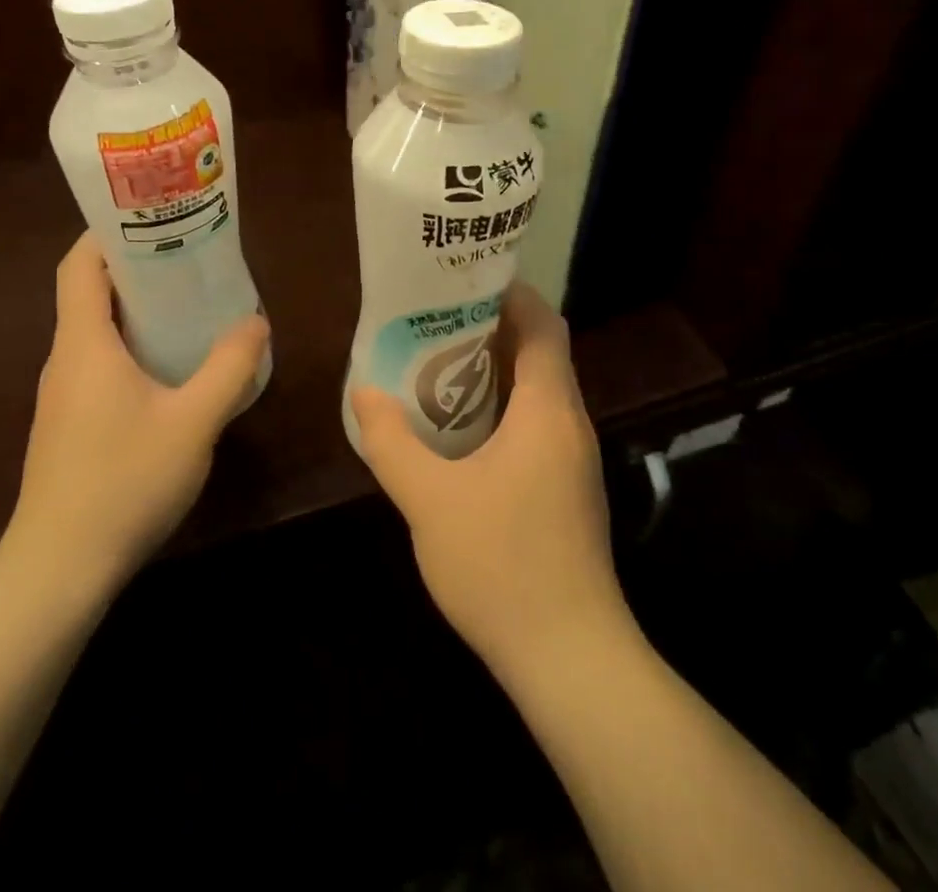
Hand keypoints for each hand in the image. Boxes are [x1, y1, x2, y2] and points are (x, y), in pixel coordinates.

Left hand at [0, 234, 269, 596]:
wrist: (58, 571)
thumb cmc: (123, 483)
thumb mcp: (193, 422)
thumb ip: (229, 368)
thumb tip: (256, 321)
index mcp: (84, 344)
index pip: (79, 265)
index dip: (107, 232)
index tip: (152, 217)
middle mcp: (66, 360)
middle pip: (90, 292)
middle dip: (136, 267)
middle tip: (190, 256)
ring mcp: (63, 395)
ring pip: (96, 331)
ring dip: (137, 310)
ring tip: (190, 304)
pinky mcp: (69, 424)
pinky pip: (100, 364)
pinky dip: (132, 347)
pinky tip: (172, 369)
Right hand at [350, 283, 631, 681]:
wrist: (569, 657)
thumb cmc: (502, 566)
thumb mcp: (429, 500)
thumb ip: (391, 442)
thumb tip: (364, 392)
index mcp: (548, 410)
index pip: (544, 325)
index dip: (512, 294)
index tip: (466, 280)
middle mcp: (570, 424)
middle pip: (541, 352)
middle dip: (493, 328)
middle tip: (436, 318)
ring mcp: (573, 459)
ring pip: (539, 391)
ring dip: (496, 370)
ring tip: (438, 363)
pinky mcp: (568, 489)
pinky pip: (537, 424)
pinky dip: (503, 407)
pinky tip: (459, 428)